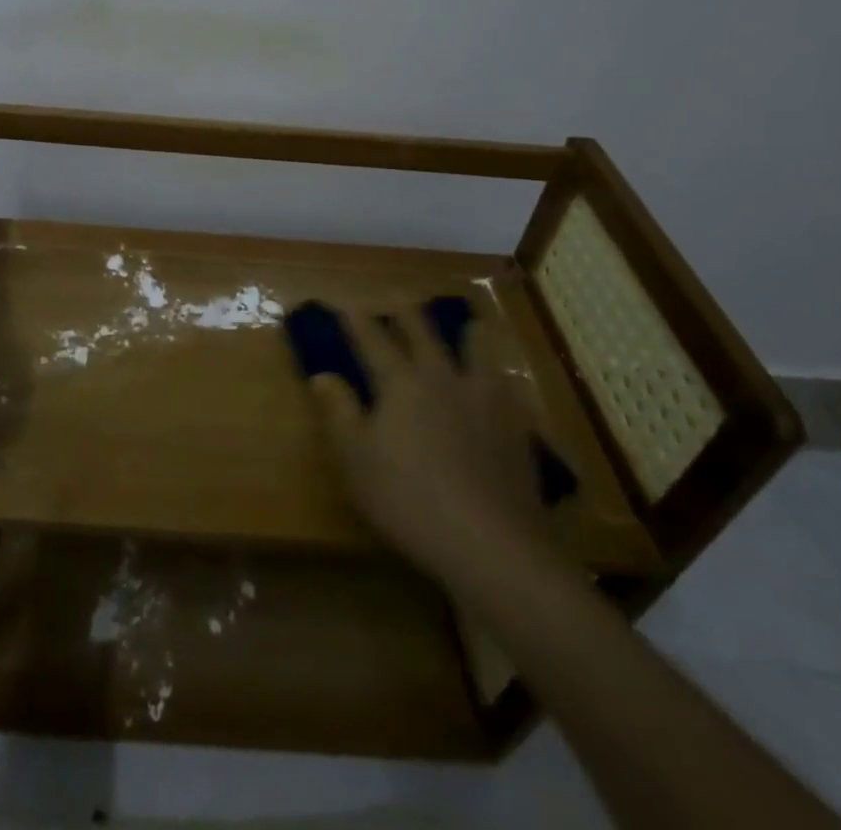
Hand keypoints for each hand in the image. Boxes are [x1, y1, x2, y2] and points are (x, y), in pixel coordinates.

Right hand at [310, 309, 555, 587]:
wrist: (492, 544)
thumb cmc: (408, 500)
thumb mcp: (355, 460)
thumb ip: (339, 412)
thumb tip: (323, 374)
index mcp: (400, 382)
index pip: (372, 338)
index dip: (356, 319)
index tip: (344, 302)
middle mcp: (442, 377)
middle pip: (423, 330)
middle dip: (405, 311)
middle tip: (397, 297)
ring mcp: (485, 399)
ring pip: (477, 348)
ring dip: (467, 333)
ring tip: (467, 325)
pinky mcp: (517, 426)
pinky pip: (508, 386)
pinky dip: (500, 376)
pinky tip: (502, 385)